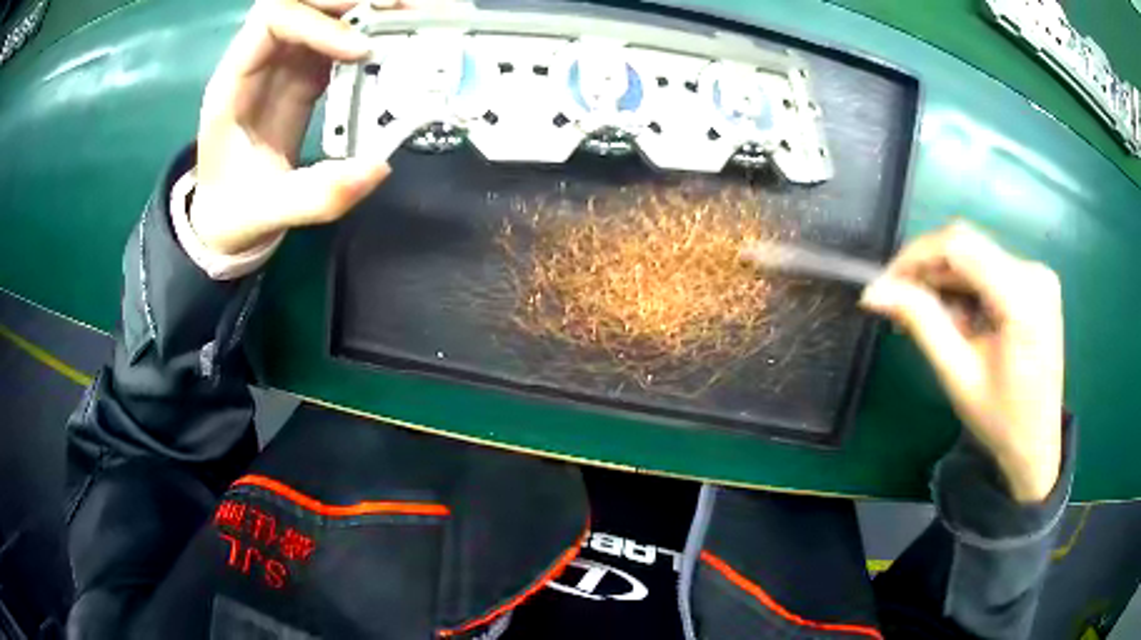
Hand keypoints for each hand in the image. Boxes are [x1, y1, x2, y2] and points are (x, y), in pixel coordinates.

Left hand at [191, 0, 394, 254]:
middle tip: (402, 9)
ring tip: (408, 16)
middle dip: (349, 0)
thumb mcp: (268, 212)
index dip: (319, 25)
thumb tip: (378, 168)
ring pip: (323, 11)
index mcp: (234, 84)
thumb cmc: (235, 212)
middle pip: (302, 1)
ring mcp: (282, 63)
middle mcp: (258, 60)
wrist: (225, 217)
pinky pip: (338, 36)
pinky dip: (369, 30)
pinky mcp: (303, 73)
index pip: (273, 20)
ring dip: (364, 7)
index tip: (362, 51)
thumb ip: (316, 196)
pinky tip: (397, 38)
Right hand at [860, 223, 1063, 502]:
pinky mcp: (1035, 283)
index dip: (915, 257)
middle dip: (928, 273)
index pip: (959, 246)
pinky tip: (958, 320)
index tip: (885, 285)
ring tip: (931, 321)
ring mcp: (1037, 275)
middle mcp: (1033, 272)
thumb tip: (875, 292)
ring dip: (945, 283)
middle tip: (900, 306)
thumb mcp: (958, 374)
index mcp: (1022, 297)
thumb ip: (921, 322)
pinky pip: (988, 268)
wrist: (1036, 445)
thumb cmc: (1000, 420)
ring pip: (975, 256)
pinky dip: (965, 289)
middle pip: (967, 248)